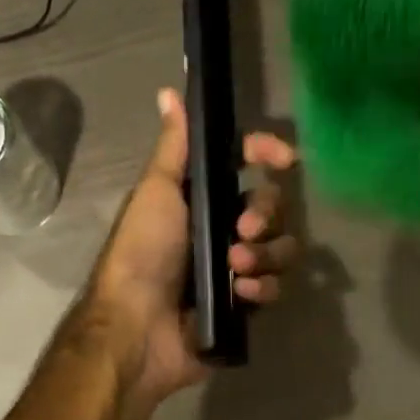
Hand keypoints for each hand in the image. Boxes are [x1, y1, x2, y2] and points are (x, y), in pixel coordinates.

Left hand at [84, 87, 298, 406]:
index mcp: (198, 199)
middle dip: (264, 214)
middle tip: (242, 232)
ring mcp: (232, 268)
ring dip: (264, 254)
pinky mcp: (242, 305)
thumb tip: (168, 91)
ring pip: (279, 247)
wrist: (137, 328)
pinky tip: (242, 295)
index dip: (265, 154)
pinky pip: (273, 287)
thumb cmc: (142, 253)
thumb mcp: (156, 192)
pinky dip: (262, 288)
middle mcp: (218, 229)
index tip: (283, 158)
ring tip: (236, 267)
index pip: (243, 164)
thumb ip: (174, 147)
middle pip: (269, 206)